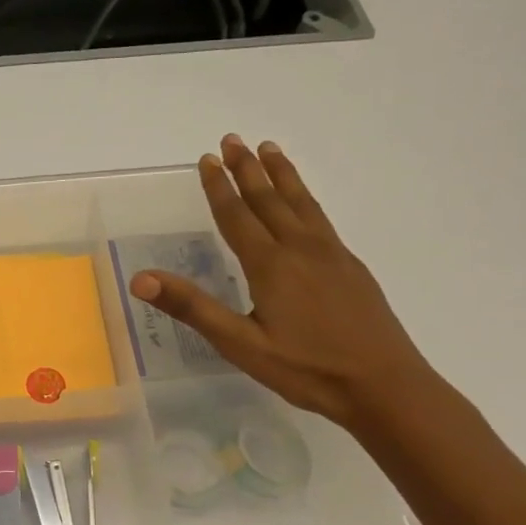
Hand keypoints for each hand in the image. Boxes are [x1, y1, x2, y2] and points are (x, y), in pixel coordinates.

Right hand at [128, 136, 432, 429]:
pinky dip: (305, 197)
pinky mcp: (350, 267)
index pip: (237, 216)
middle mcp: (300, 249)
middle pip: (269, 199)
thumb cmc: (306, 368)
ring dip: (281, 174)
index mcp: (270, 265)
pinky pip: (320, 217)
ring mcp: (331, 255)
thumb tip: (141, 280)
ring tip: (269, 149)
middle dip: (247, 169)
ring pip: (300, 203)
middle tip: (232, 139)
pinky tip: (305, 202)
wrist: (385, 385)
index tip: (206, 159)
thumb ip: (193, 307)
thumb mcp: (240, 344)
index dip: (218, 187)